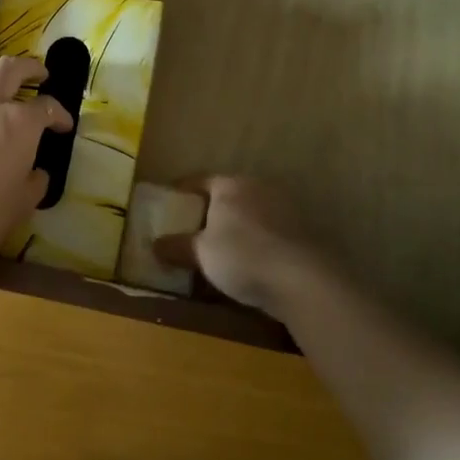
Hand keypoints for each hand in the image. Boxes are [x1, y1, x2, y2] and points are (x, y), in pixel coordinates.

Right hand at [156, 176, 333, 319]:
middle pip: (229, 195)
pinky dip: (259, 241)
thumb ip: (177, 246)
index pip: (200, 180)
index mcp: (231, 185)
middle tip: (194, 227)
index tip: (170, 201)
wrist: (302, 280)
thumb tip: (154, 244)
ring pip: (252, 212)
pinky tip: (252, 261)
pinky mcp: (305, 231)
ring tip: (224, 248)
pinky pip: (271, 231)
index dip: (182, 190)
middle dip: (212, 210)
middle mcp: (259, 187)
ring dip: (238, 226)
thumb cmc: (242, 256)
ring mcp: (286, 208)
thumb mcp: (200, 253)